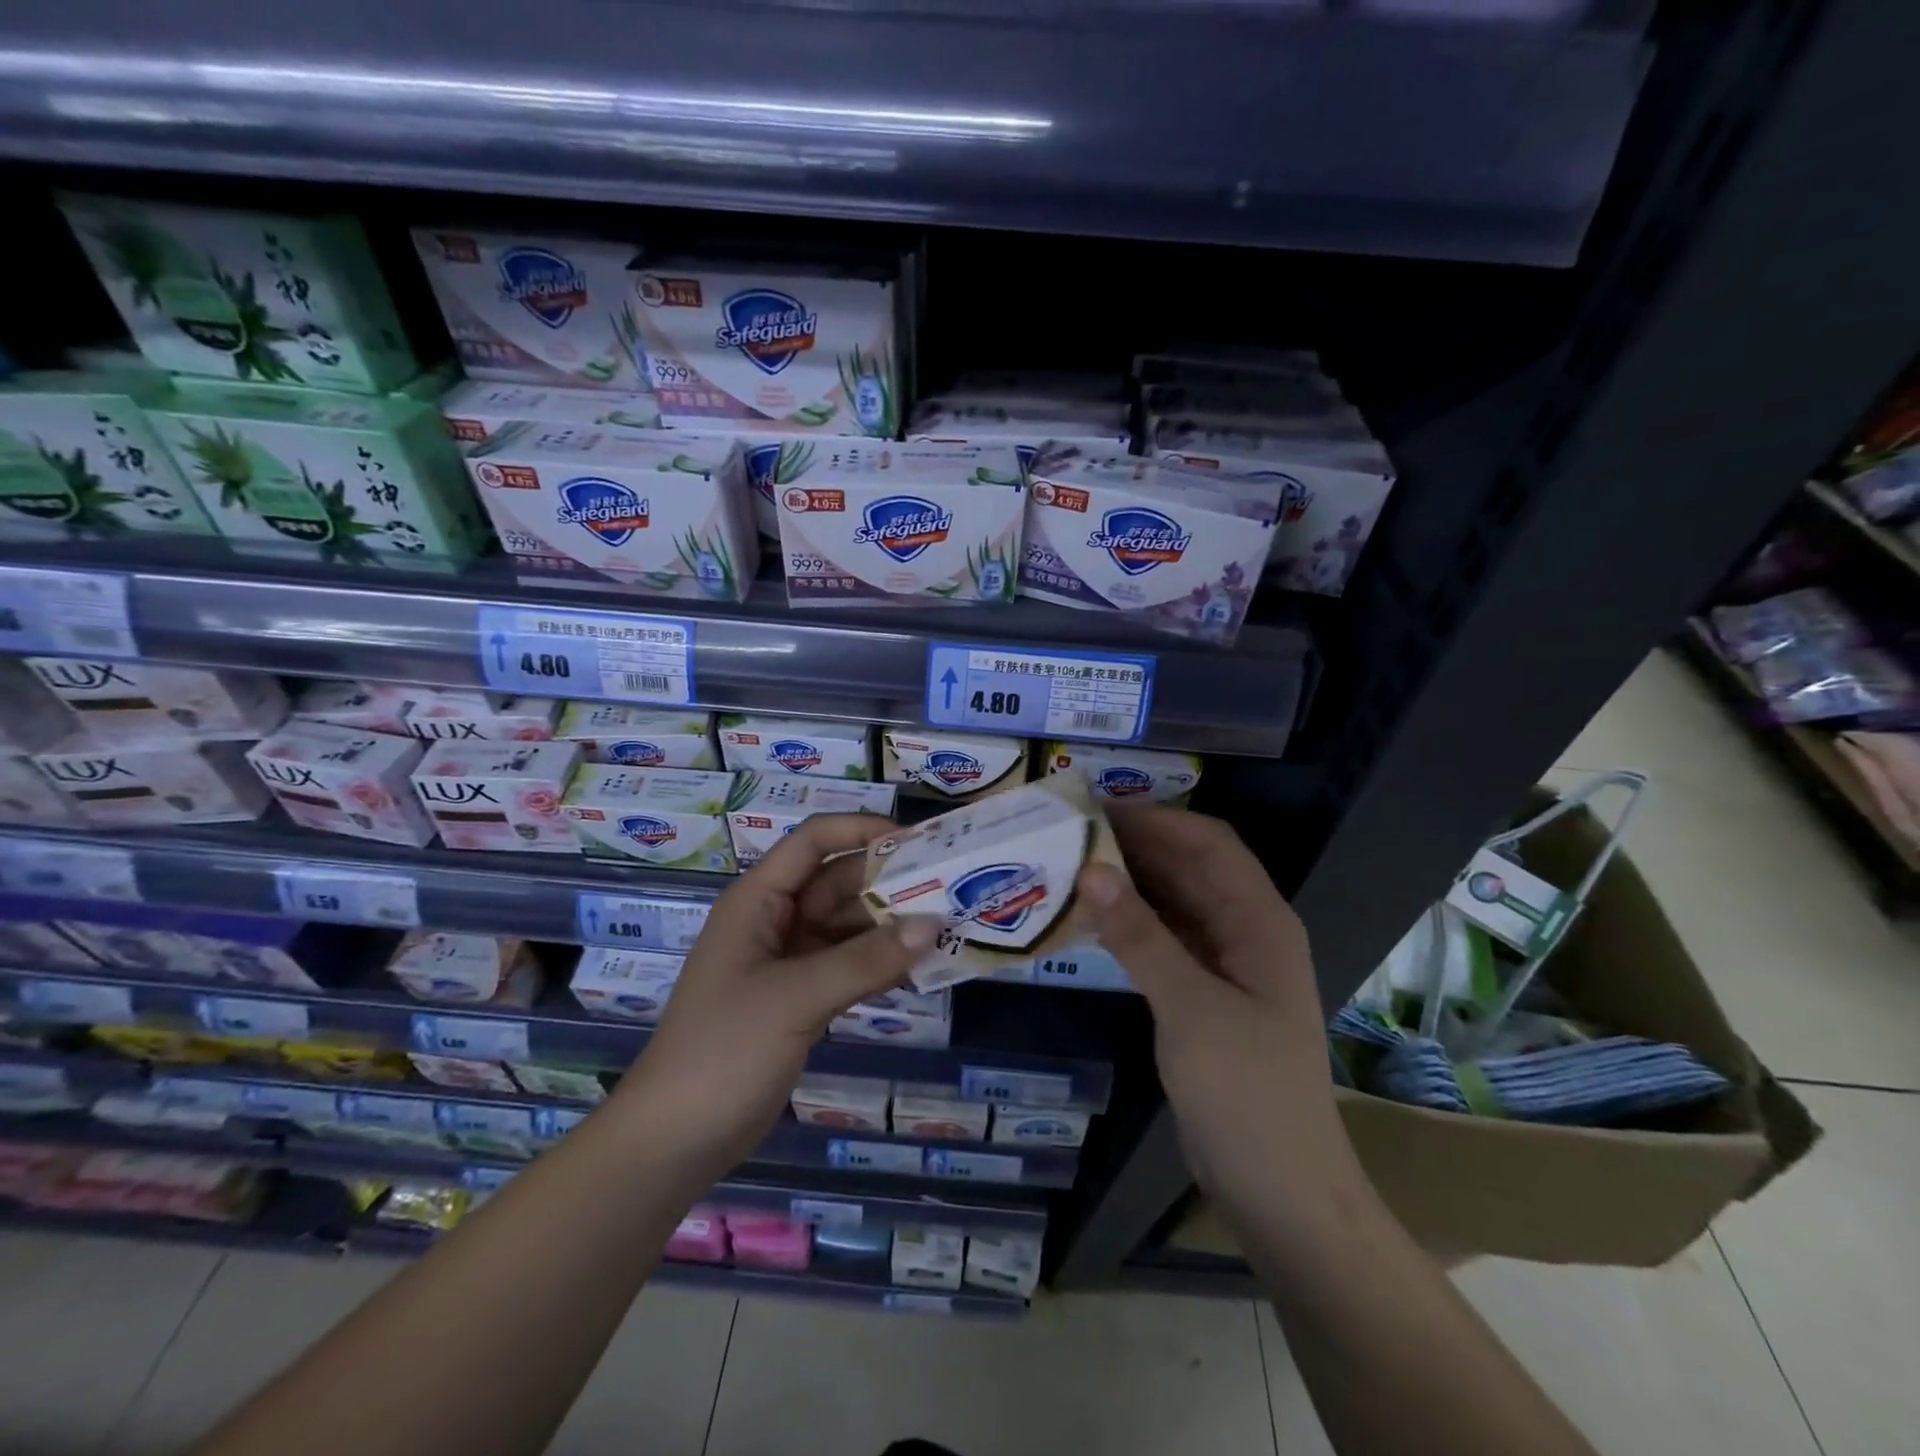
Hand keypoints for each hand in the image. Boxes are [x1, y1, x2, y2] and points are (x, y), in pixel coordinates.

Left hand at [615, 814, 940, 1183]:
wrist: (675, 1140)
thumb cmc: (723, 1051)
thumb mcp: (796, 998)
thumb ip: (866, 960)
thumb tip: (934, 925)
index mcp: (758, 900)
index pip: (814, 841)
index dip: (861, 830)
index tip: (917, 841)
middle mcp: (775, 920)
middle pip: (838, 882)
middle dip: (889, 882)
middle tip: (951, 888)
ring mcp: (788, 961)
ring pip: (848, 925)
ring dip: (891, 925)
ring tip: (948, 926)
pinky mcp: (801, 998)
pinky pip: (848, 964)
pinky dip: (880, 962)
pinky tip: (921, 966)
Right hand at [1077, 806, 1361, 1217]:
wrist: (1280, 1192)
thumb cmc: (1247, 1094)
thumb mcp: (1190, 1009)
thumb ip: (1140, 937)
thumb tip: (1091, 871)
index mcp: (1260, 922)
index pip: (1209, 845)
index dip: (1157, 820)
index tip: (1096, 810)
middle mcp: (1245, 932)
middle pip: (1189, 869)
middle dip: (1135, 847)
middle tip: (1069, 835)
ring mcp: (1224, 965)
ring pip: (1173, 904)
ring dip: (1129, 884)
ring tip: (1069, 867)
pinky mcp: (1202, 995)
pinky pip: (1163, 940)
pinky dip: (1130, 924)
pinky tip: (1089, 919)